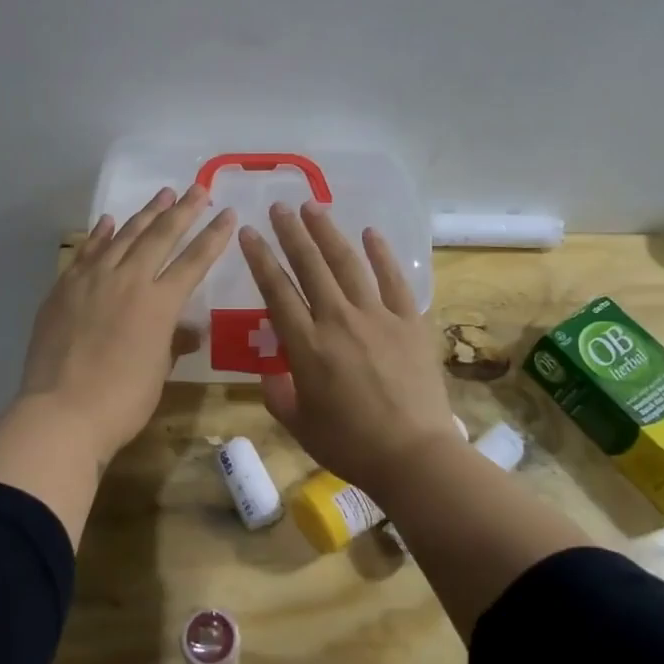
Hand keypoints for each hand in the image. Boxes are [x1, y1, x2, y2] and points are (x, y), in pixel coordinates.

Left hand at [18, 184, 234, 464]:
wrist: (62, 412)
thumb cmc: (122, 401)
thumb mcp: (158, 372)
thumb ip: (173, 343)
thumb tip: (189, 331)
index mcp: (160, 303)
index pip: (194, 261)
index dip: (214, 236)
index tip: (228, 213)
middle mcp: (129, 280)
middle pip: (161, 236)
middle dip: (183, 210)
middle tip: (198, 188)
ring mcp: (92, 280)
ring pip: (124, 236)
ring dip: (145, 214)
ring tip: (162, 195)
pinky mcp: (64, 288)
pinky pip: (87, 252)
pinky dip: (101, 235)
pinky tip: (109, 221)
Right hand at [239, 202, 465, 495]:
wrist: (414, 455)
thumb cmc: (351, 445)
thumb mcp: (300, 425)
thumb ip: (279, 395)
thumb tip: (271, 373)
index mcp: (307, 346)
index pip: (276, 291)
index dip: (260, 259)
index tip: (248, 233)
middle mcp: (338, 320)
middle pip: (310, 266)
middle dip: (291, 233)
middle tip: (279, 207)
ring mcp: (377, 317)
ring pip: (348, 264)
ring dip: (328, 233)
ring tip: (313, 207)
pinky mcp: (410, 322)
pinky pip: (393, 280)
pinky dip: (381, 254)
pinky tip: (370, 233)